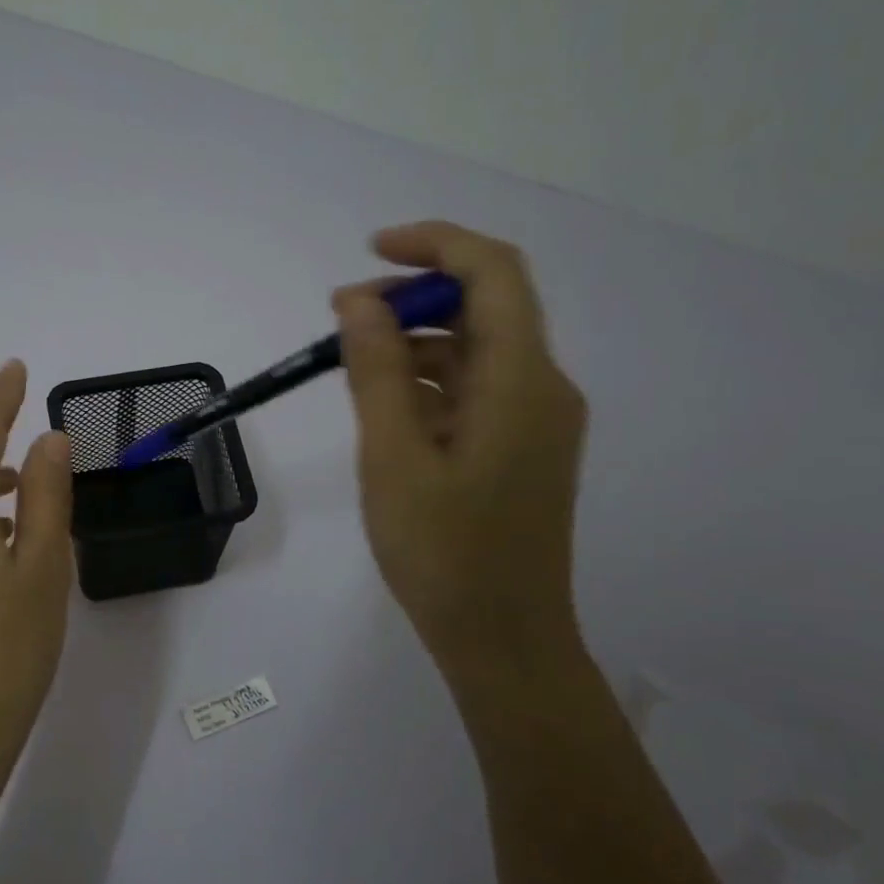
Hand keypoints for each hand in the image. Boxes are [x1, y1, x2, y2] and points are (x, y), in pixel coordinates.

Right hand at [334, 222, 587, 673]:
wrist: (502, 638)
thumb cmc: (443, 552)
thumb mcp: (393, 457)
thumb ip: (375, 371)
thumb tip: (357, 301)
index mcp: (522, 380)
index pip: (493, 272)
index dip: (434, 246)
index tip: (370, 252)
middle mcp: (541, 387)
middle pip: (485, 308)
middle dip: (414, 298)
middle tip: (342, 320)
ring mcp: (535, 421)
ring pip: (475, 353)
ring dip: (414, 344)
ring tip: (348, 364)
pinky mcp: (520, 450)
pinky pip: (474, 392)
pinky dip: (428, 384)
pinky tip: (382, 408)